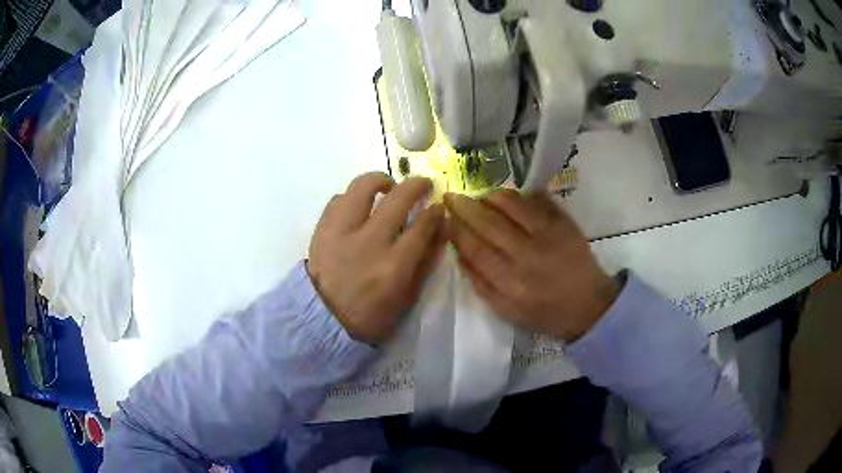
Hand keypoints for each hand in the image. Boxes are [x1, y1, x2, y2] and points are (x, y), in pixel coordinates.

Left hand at [308, 172, 444, 343]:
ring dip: (380, 180)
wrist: (324, 320)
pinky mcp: (322, 229)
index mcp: (394, 266)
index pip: (422, 225)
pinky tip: (359, 207)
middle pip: (397, 198)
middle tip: (422, 185)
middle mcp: (369, 242)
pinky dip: (352, 197)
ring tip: (387, 187)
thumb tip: (441, 227)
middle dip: (416, 185)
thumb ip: (426, 260)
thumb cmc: (371, 315)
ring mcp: (341, 232)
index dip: (435, 211)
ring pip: (362, 187)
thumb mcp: (407, 296)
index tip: (438, 207)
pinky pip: (338, 199)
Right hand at [444, 189, 619, 341]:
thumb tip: (460, 255)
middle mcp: (527, 257)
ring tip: (480, 195)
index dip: (456, 230)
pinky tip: (508, 197)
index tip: (444, 219)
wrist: (589, 305)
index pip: (475, 249)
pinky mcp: (564, 224)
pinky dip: (520, 195)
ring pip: (512, 206)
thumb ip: (482, 286)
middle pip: (489, 224)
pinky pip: (538, 201)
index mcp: (510, 284)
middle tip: (451, 196)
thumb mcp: (508, 312)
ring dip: (491, 197)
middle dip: (465, 207)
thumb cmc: (546, 312)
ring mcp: (548, 236)